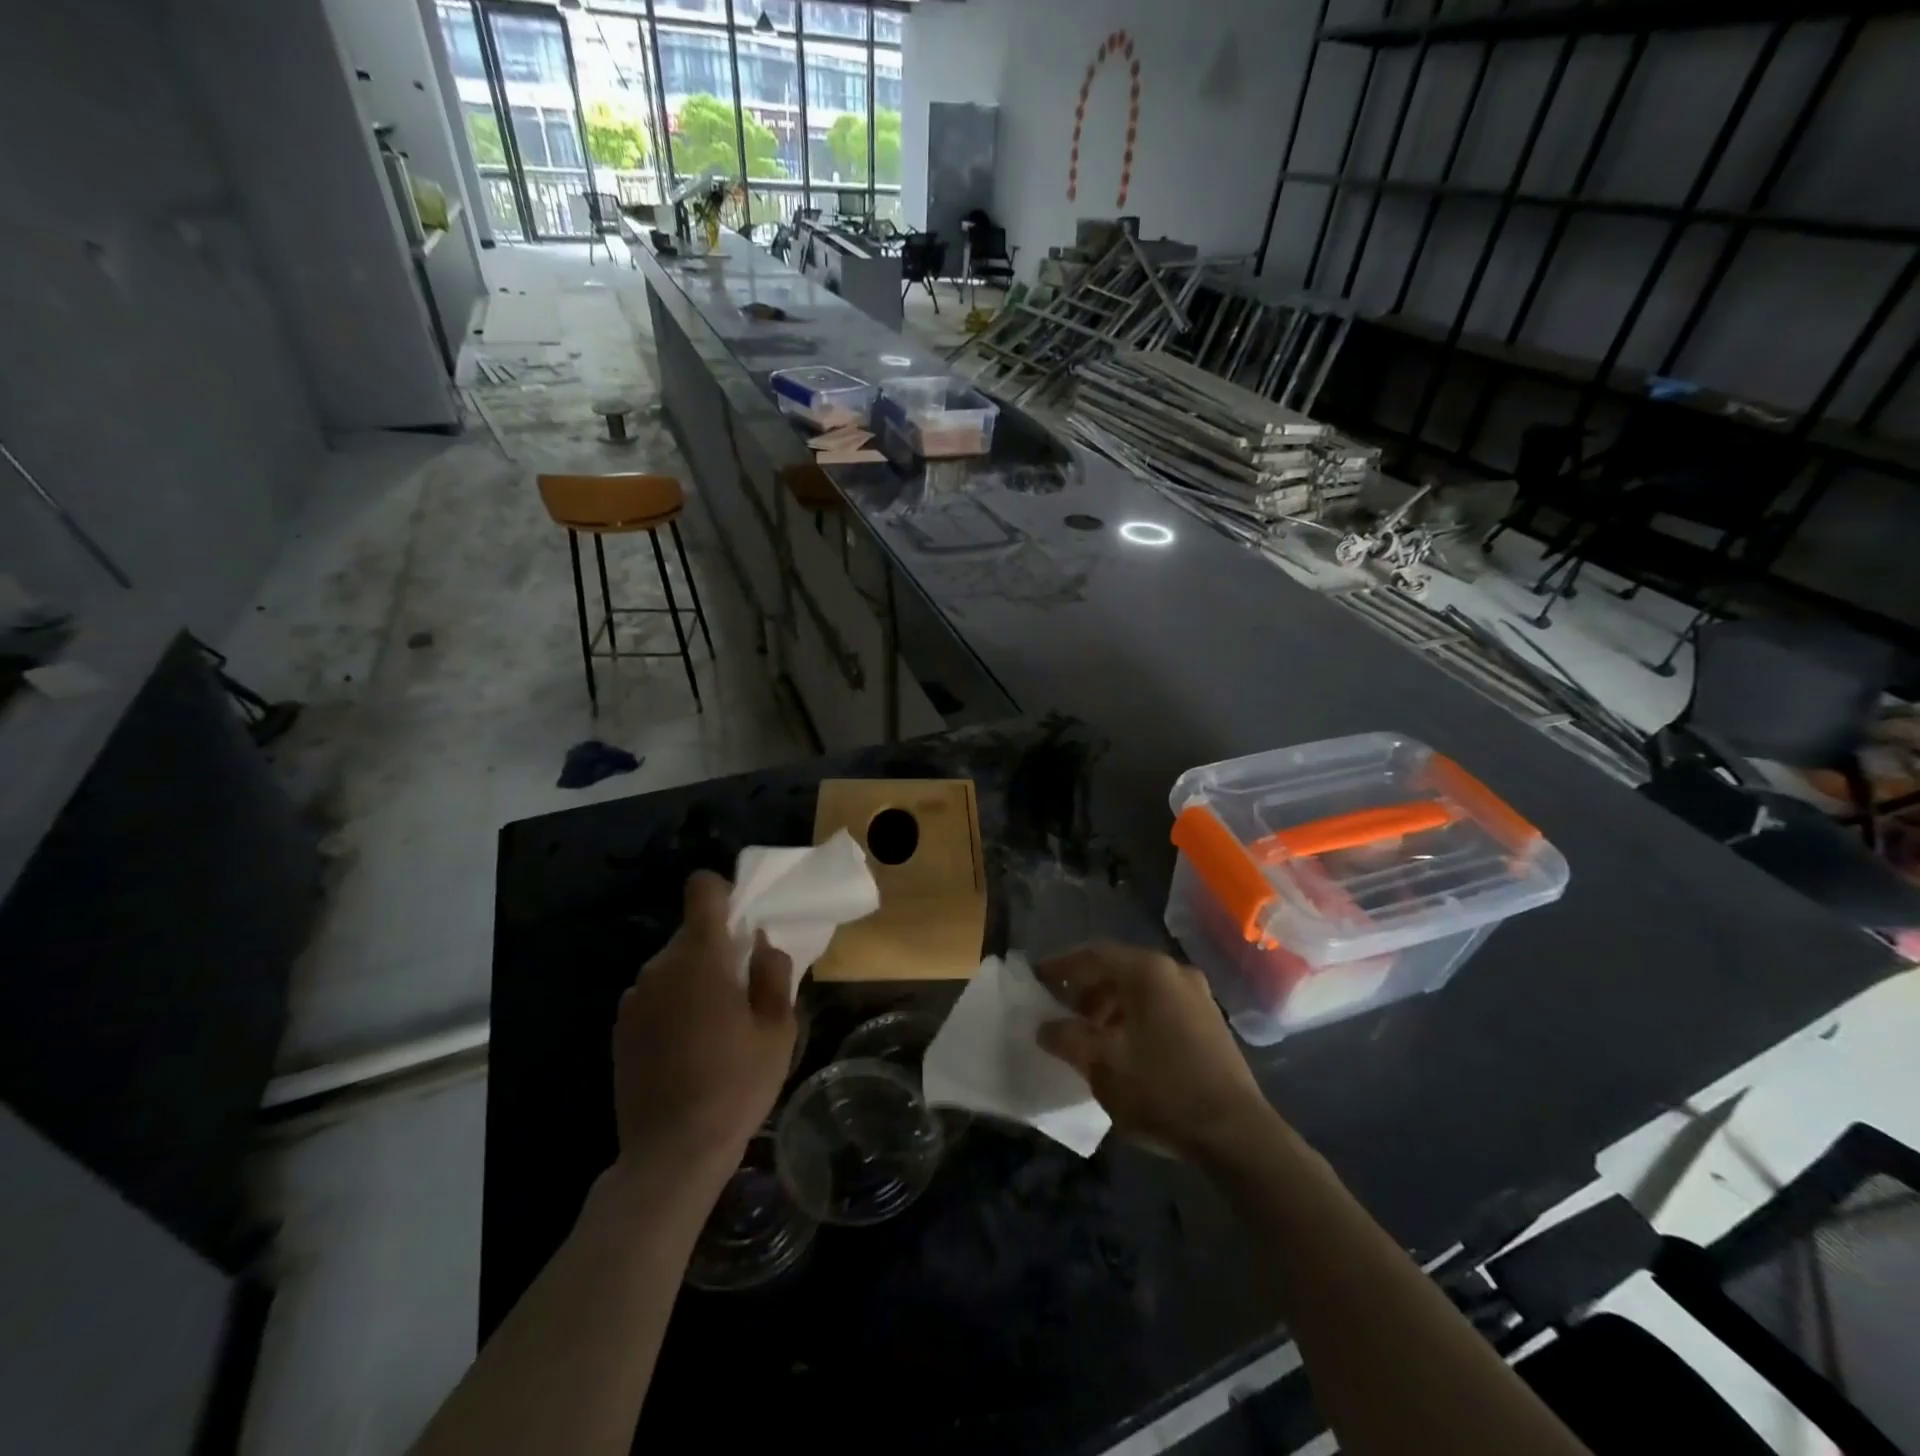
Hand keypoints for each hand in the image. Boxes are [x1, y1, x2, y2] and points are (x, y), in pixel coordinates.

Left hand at [611, 871, 795, 1180]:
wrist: (671, 1153)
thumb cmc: (736, 1085)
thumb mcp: (778, 1029)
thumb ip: (773, 974)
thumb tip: (761, 946)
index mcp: (701, 957)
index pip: (701, 890)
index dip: (723, 894)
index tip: (742, 924)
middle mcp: (659, 967)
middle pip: (690, 933)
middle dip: (716, 948)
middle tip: (742, 988)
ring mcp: (633, 999)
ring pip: (672, 966)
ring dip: (694, 979)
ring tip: (715, 1025)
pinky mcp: (620, 1030)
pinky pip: (653, 996)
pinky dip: (672, 1005)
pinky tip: (688, 1048)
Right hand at [1035, 942, 1274, 1161]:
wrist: (1236, 1134)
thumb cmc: (1162, 1089)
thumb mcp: (1102, 1065)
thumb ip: (1067, 1039)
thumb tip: (1045, 1027)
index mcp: (1148, 972)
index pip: (1094, 955)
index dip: (1061, 965)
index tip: (1036, 978)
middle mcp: (1174, 972)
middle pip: (1119, 969)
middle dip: (1086, 989)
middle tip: (1063, 1014)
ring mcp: (1198, 995)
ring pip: (1141, 989)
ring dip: (1111, 1006)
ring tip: (1092, 1036)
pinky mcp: (1210, 1021)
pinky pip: (1161, 1005)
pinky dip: (1135, 1017)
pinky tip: (1125, 1048)